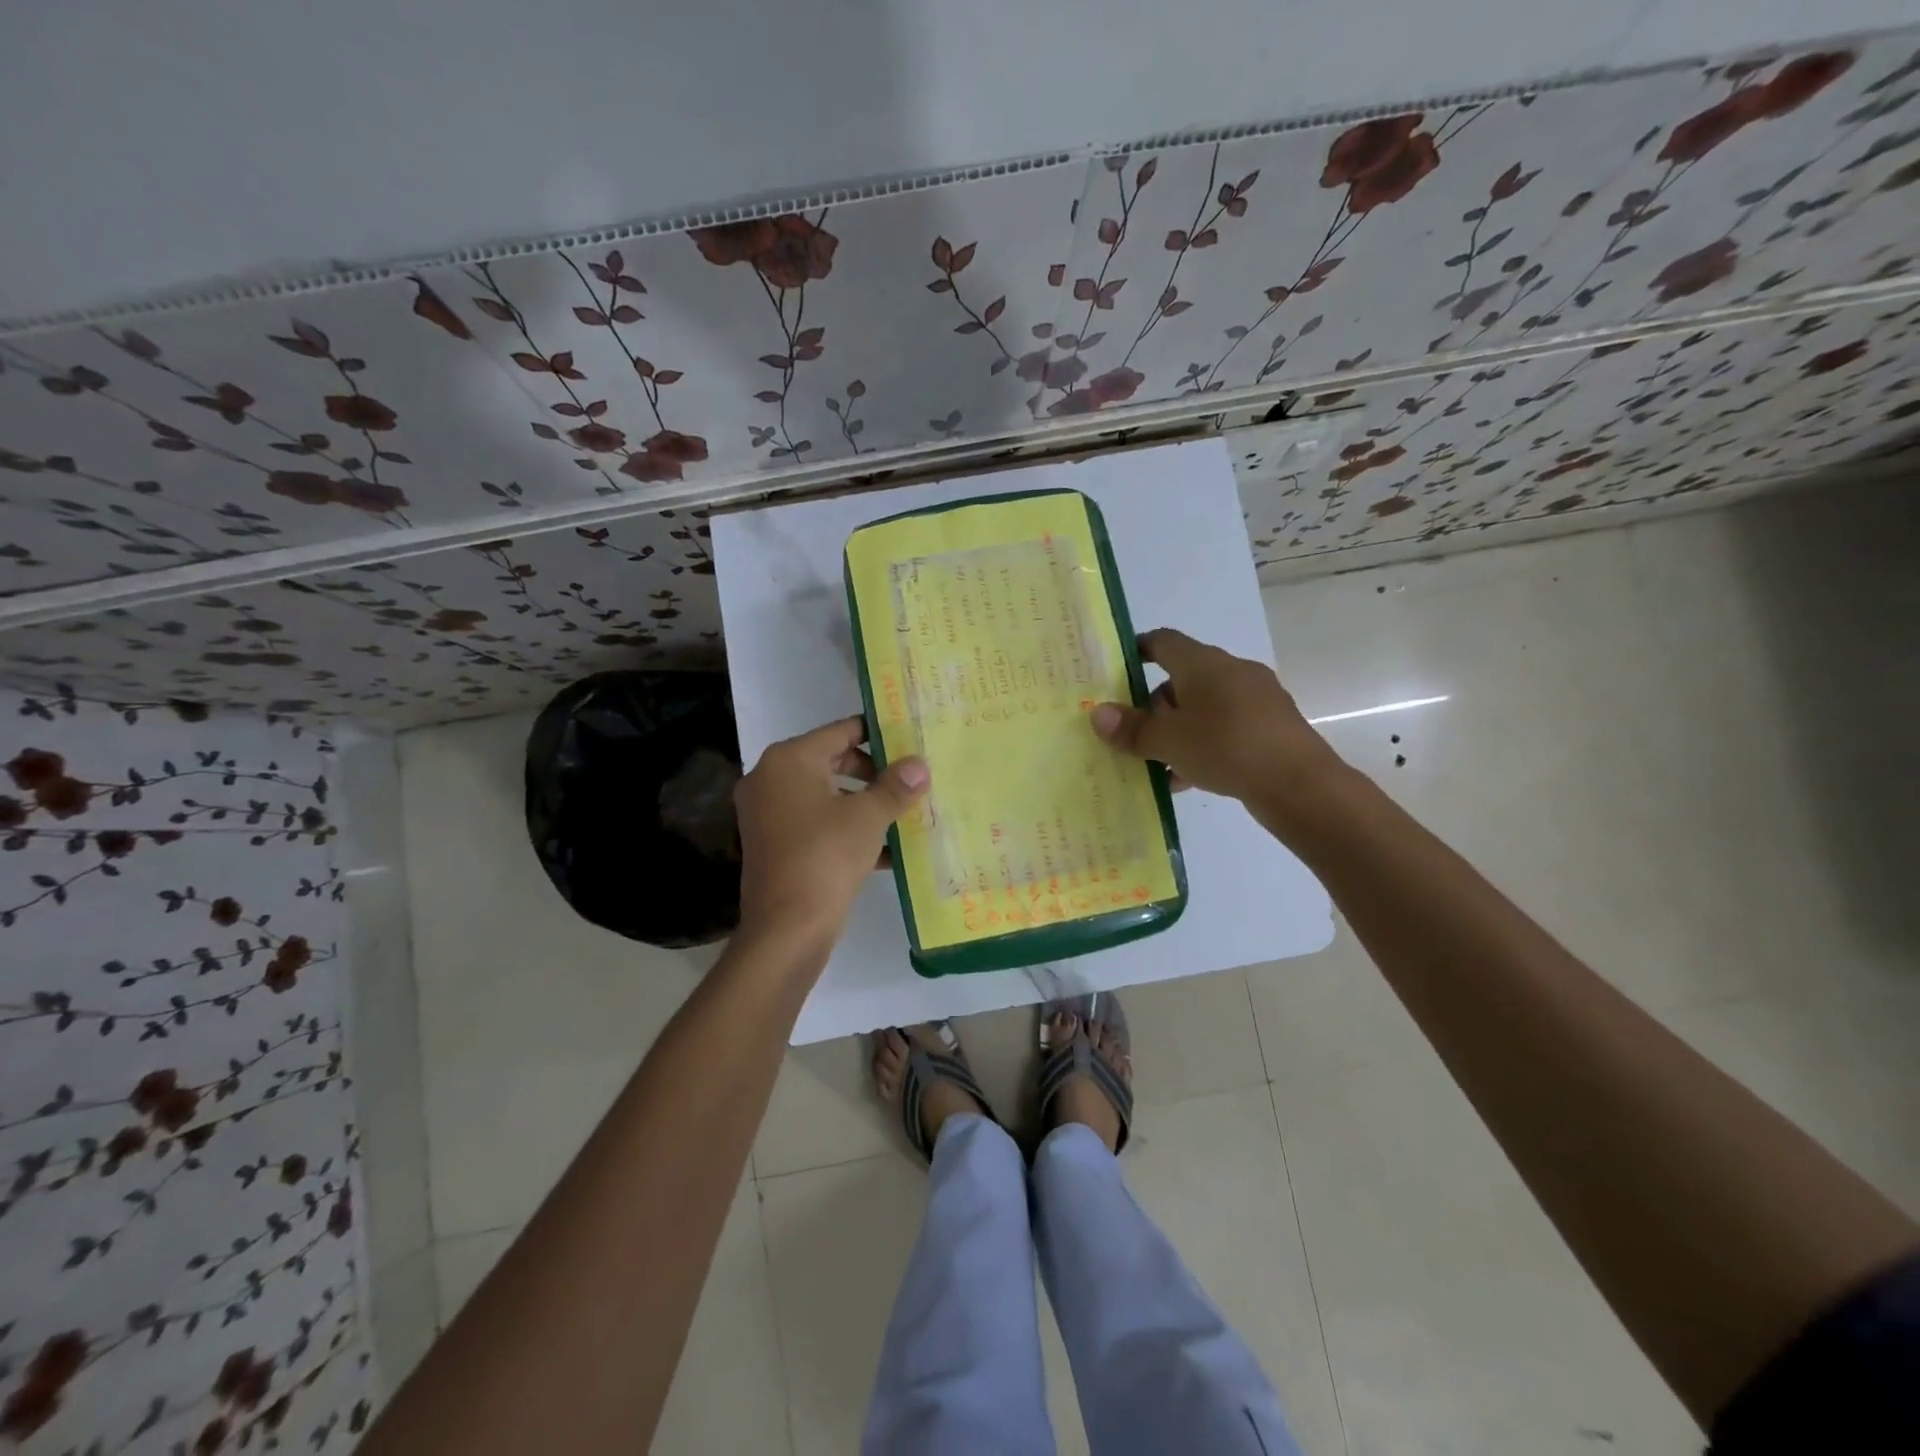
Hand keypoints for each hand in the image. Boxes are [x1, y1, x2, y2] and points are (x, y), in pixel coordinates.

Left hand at [734, 716, 929, 945]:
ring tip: (906, 812)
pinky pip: (818, 825)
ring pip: (827, 796)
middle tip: (911, 779)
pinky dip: (848, 830)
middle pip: (832, 762)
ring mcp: (768, 815)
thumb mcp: (868, 818)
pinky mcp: (775, 845)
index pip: (840, 731)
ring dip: (865, 804)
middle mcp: (771, 780)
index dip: (878, 734)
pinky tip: (889, 851)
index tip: (910, 739)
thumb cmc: (826, 857)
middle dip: (874, 773)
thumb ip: (895, 787)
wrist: (786, 929)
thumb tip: (920, 766)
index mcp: (789, 760)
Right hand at [1090, 628, 1344, 817]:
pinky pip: (1226, 727)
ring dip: (1179, 729)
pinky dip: (1204, 744)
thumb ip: (1131, 729)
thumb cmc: (1225, 747)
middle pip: (1183, 677)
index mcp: (1204, 663)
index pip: (1164, 641)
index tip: (1116, 670)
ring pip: (1205, 707)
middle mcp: (1232, 671)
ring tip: (1158, 762)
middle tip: (1135, 732)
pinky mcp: (1272, 726)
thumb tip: (1097, 714)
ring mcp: (1257, 698)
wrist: (1299, 784)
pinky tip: (1189, 778)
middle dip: (1156, 704)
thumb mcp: (1168, 741)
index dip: (1138, 650)